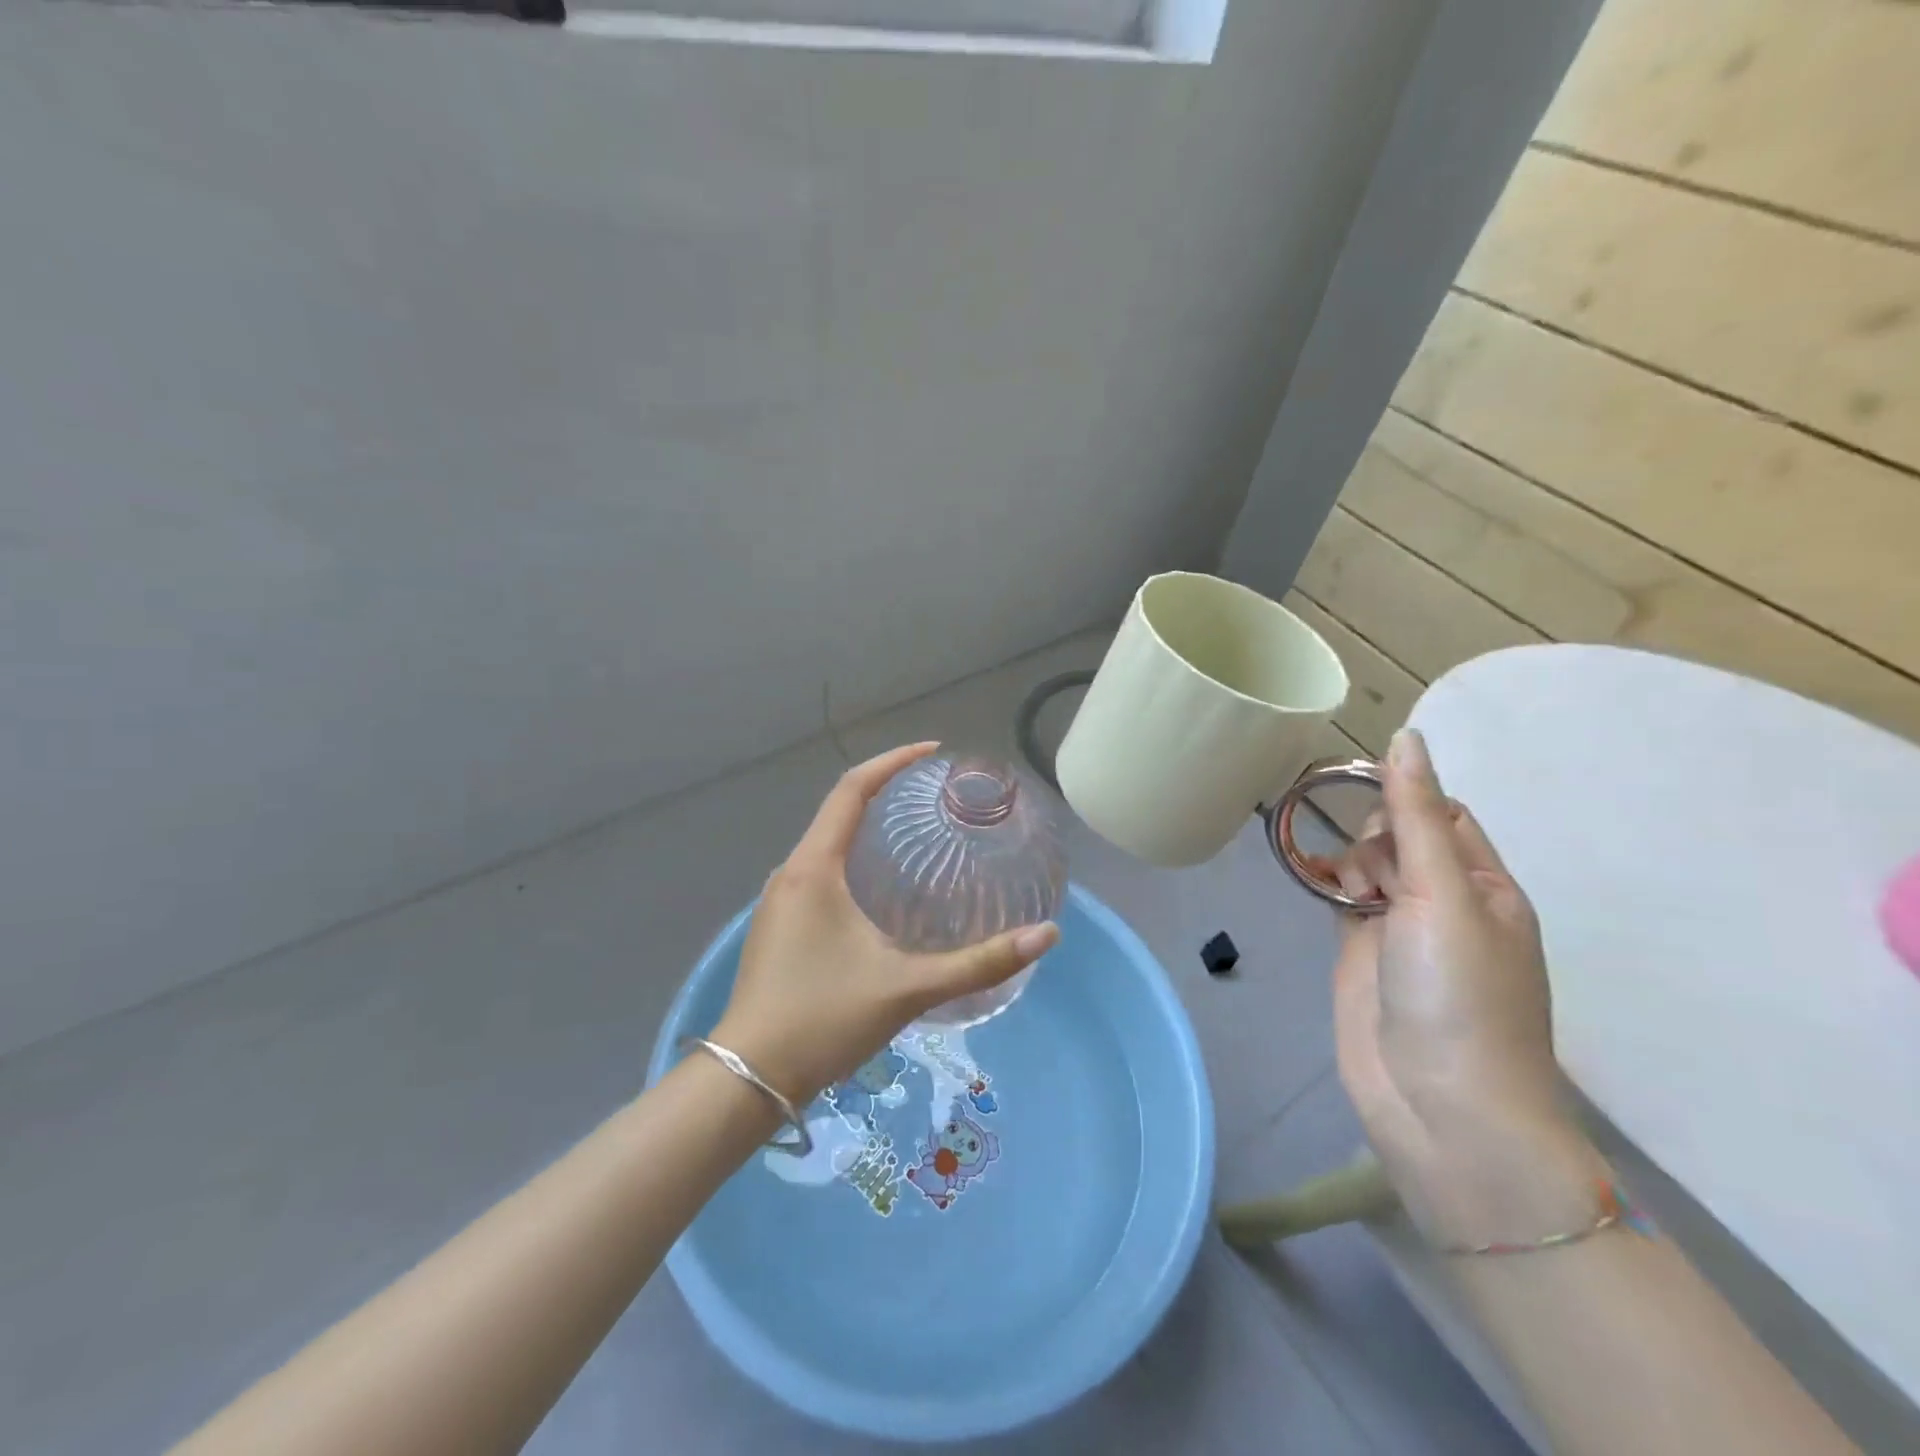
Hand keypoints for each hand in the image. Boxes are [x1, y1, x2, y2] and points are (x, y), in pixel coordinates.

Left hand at [711, 742, 1058, 1106]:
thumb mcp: (908, 988)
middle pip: (839, 812)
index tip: (932, 752)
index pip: (852, 790)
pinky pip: (819, 873)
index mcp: (814, 868)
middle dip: (885, 794)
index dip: (893, 762)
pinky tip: (882, 890)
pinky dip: (853, 861)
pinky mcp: (778, 927)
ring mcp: (778, 901)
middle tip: (935, 797)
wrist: (747, 1079)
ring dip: (867, 830)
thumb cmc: (824, 1020)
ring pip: (827, 846)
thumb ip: (979, 962)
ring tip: (916, 835)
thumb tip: (1046, 935)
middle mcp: (790, 873)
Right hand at [1330, 729, 1605, 1245]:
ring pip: (1367, 868)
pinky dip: (1325, 885)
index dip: (1407, 798)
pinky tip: (1309, 881)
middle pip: (1401, 837)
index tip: (1363, 799)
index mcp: (1485, 887)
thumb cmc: (1457, 995)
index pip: (1444, 816)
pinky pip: (1341, 900)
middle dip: (1375, 837)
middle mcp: (1445, 903)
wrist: (1439, 1106)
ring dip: (1348, 861)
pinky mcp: (1361, 953)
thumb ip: (1417, 816)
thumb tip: (1406, 738)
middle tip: (1370, 875)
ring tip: (1344, 892)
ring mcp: (1400, 931)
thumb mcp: (1442, 894)